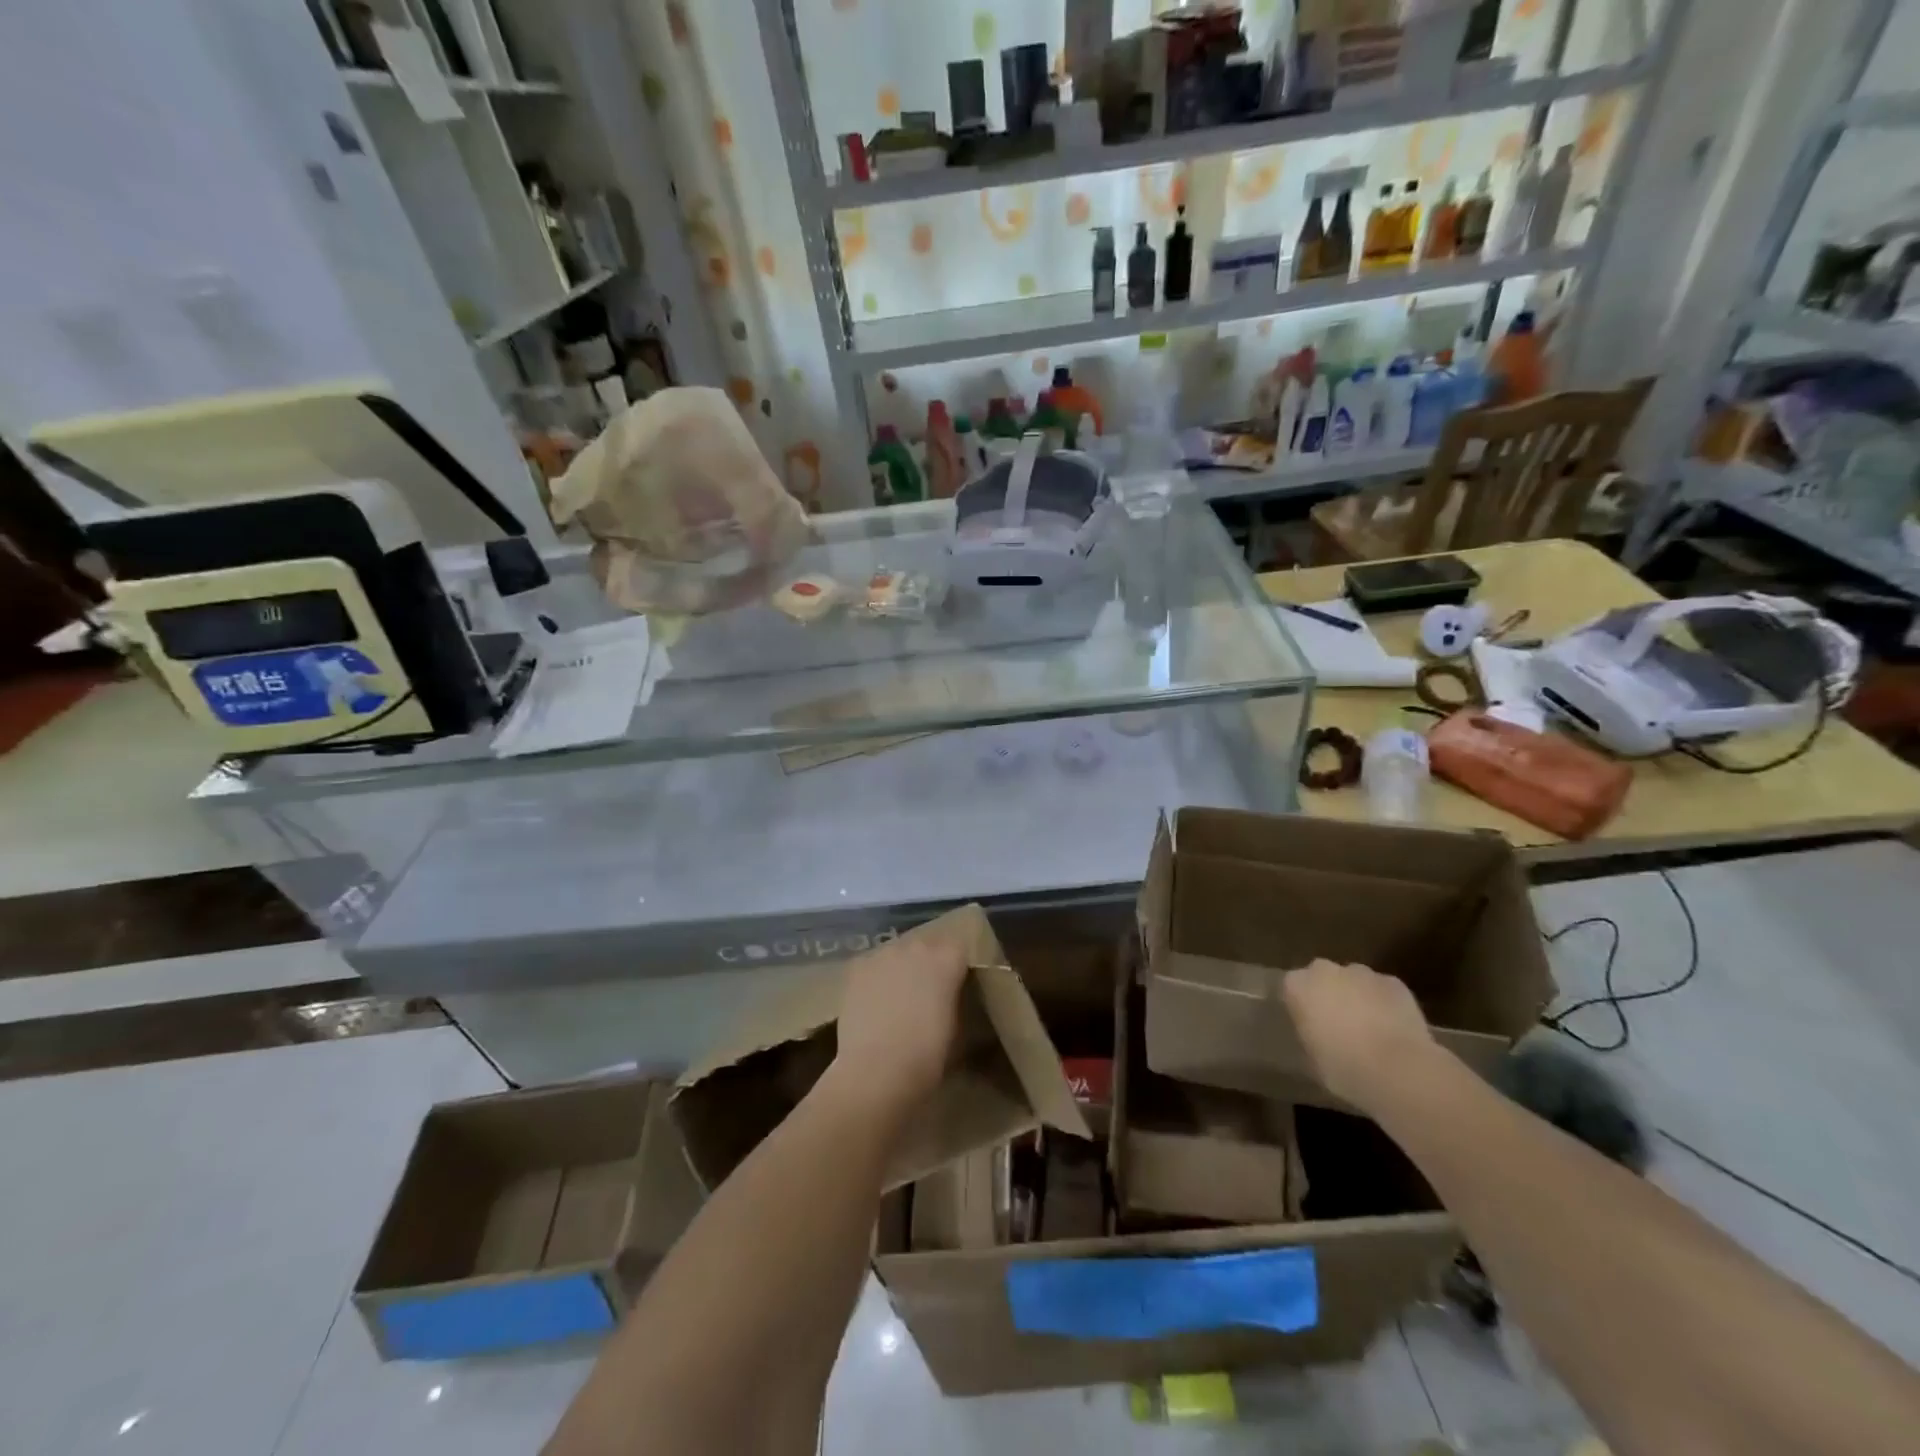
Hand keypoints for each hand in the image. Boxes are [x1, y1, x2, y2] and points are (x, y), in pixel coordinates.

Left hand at [829, 930, 970, 1121]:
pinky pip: (872, 964)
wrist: (877, 1071)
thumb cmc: (927, 1056)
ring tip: (897, 995)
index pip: (959, 947)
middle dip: (929, 962)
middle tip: (927, 990)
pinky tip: (873, 1000)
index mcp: (947, 958)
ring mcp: (883, 953)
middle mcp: (916, 946)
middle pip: (927, 945)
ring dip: (901, 966)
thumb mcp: (957, 1026)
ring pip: (897, 952)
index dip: (957, 965)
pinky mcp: (857, 966)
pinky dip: (875, 977)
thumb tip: (950, 995)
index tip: (957, 984)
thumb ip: (955, 999)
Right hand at [1283, 958, 1436, 1113]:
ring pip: (1355, 981)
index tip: (1310, 1025)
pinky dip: (1384, 1003)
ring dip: (1358, 996)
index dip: (1302, 1006)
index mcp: (1298, 986)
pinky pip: (1383, 990)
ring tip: (1369, 1028)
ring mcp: (1362, 973)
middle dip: (1329, 993)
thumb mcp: (1313, 1058)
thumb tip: (1316, 1033)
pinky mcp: (1394, 982)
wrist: (1400, 1071)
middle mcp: (1325, 971)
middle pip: (1323, 976)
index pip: (1292, 987)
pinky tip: (1393, 1028)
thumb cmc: (1345, 1069)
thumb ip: (1310, 1034)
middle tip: (1338, 1024)